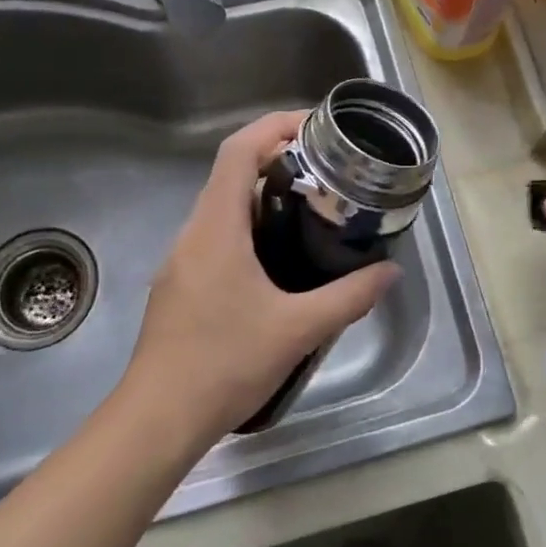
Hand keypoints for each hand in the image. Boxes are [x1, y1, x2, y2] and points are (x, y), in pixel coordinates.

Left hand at [121, 110, 400, 446]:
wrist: (156, 420)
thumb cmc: (222, 365)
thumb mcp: (296, 330)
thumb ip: (348, 298)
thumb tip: (389, 272)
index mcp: (216, 228)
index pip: (238, 151)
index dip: (274, 126)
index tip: (313, 127)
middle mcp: (194, 233)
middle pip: (232, 173)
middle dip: (278, 159)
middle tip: (326, 169)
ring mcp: (182, 259)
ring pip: (224, 206)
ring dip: (265, 196)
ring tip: (312, 207)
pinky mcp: (181, 283)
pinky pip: (218, 235)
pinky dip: (250, 227)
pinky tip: (279, 258)